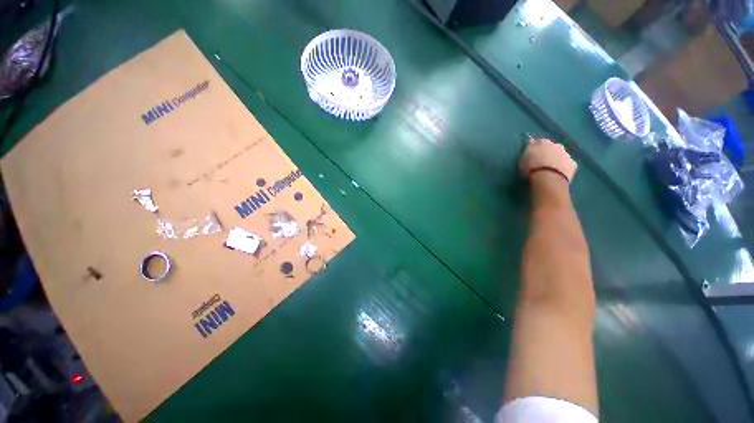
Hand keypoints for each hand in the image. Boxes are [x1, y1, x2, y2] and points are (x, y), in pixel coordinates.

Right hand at [519, 138, 576, 182]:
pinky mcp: (573, 164)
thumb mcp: (523, 158)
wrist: (549, 178)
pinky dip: (564, 166)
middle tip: (541, 159)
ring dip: (556, 158)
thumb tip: (531, 141)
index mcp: (543, 142)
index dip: (535, 146)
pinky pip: (568, 164)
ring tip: (550, 166)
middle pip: (551, 146)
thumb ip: (528, 149)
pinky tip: (559, 172)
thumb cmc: (531, 168)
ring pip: (561, 154)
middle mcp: (556, 145)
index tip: (531, 151)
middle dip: (548, 151)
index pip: (538, 141)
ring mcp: (566, 154)